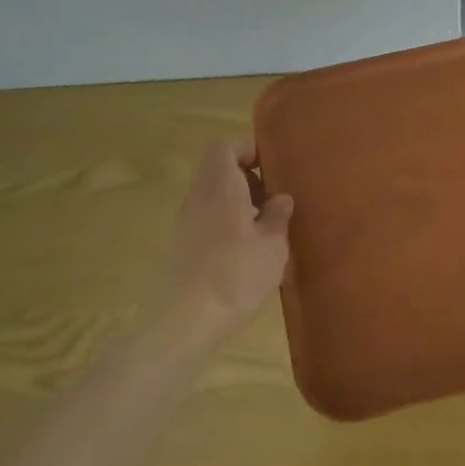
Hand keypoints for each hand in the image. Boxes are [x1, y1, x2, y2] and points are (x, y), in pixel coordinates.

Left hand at [168, 138, 293, 327]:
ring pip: (212, 192)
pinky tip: (246, 248)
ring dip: (238, 200)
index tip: (272, 168)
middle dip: (247, 177)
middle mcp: (199, 195)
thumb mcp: (273, 245)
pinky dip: (226, 219)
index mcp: (220, 186)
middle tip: (273, 199)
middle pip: (218, 168)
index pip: (226, 146)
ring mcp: (187, 219)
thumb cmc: (237, 274)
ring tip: (264, 226)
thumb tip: (281, 199)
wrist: (189, 319)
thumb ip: (278, 216)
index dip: (248, 149)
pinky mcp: (183, 242)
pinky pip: (207, 214)